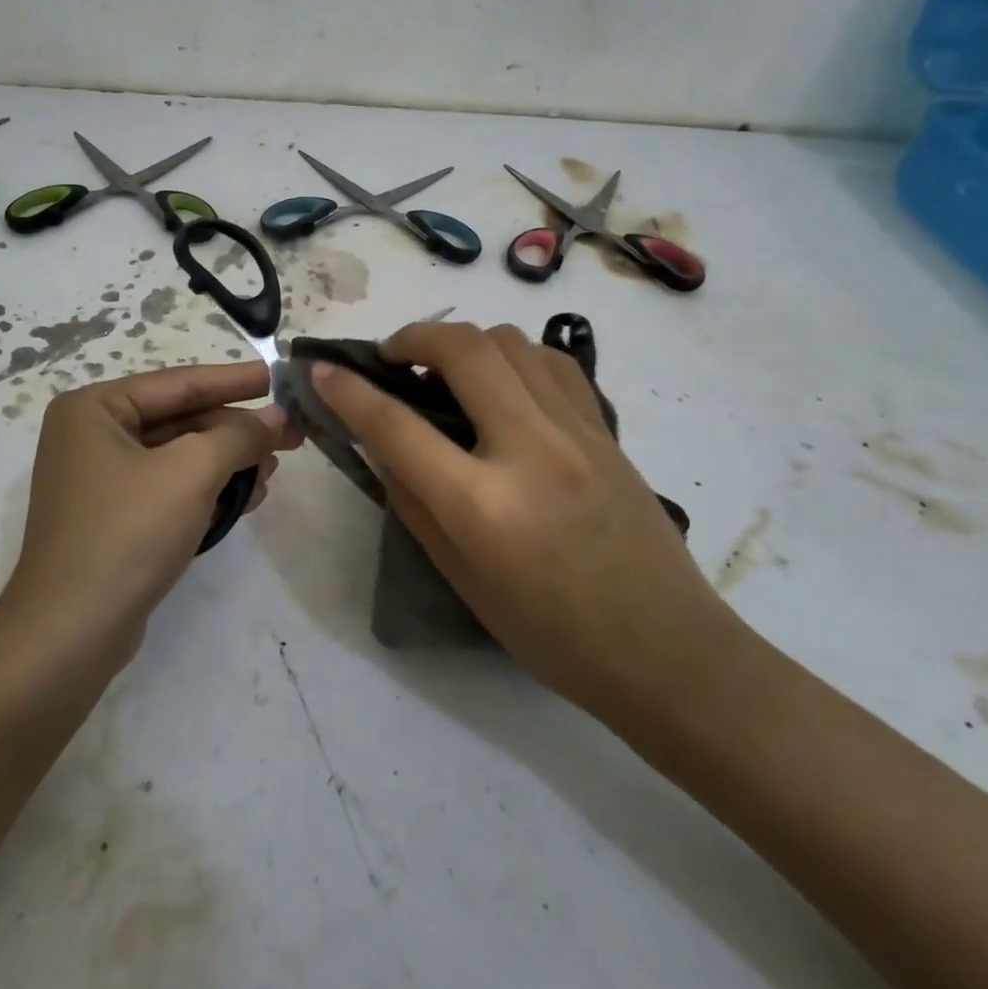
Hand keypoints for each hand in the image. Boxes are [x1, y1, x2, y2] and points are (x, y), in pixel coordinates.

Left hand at [0, 362, 301, 660]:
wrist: (70, 635)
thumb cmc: (128, 533)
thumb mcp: (192, 472)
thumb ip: (239, 436)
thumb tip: (278, 417)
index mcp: (94, 409)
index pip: (178, 384)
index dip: (232, 380)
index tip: (275, 376)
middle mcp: (91, 437)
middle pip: (180, 421)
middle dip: (235, 431)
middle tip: (290, 432)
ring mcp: (100, 481)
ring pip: (179, 457)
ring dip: (227, 463)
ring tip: (273, 468)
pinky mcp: (113, 519)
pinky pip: (169, 489)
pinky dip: (207, 490)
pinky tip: (247, 497)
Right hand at [312, 322, 738, 724]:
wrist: (666, 651)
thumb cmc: (550, 633)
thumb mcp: (461, 578)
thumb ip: (413, 500)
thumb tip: (381, 442)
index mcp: (482, 504)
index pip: (397, 425)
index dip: (348, 391)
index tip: (321, 369)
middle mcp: (530, 449)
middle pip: (462, 350)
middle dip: (413, 338)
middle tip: (391, 358)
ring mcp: (576, 430)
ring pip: (510, 341)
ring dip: (464, 342)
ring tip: (446, 370)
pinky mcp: (606, 428)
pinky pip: (551, 361)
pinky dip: (514, 355)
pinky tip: (502, 382)